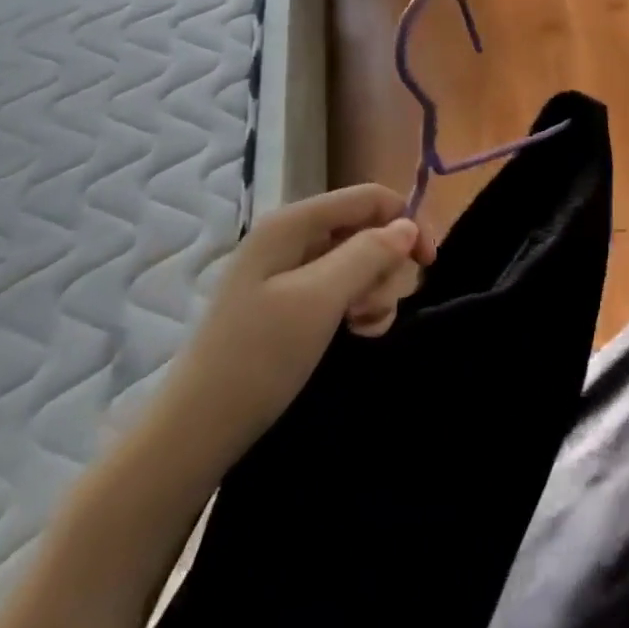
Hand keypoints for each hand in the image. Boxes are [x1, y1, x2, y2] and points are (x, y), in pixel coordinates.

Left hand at [167, 184, 435, 457]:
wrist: (199, 429)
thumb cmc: (259, 356)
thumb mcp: (321, 299)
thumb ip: (369, 254)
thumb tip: (408, 226)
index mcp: (293, 223)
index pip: (369, 198)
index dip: (405, 221)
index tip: (429, 264)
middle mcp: (292, 238)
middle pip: (367, 230)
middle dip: (383, 268)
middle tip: (370, 310)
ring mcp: (290, 271)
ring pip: (360, 263)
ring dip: (373, 294)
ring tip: (359, 328)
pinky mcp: (291, 303)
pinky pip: (342, 290)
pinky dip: (358, 309)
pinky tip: (354, 334)